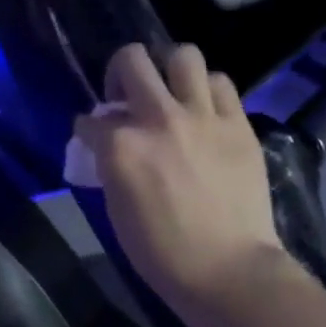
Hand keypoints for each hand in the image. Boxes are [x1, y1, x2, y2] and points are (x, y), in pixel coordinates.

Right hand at [75, 44, 284, 306]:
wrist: (228, 270)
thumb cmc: (160, 250)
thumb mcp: (115, 206)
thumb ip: (110, 164)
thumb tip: (109, 144)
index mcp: (121, 145)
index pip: (89, 119)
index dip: (87, 128)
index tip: (93, 138)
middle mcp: (158, 118)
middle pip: (131, 59)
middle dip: (120, 72)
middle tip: (127, 95)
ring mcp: (202, 117)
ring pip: (182, 56)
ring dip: (169, 70)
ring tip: (171, 93)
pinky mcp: (238, 124)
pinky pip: (221, 83)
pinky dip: (208, 91)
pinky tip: (204, 111)